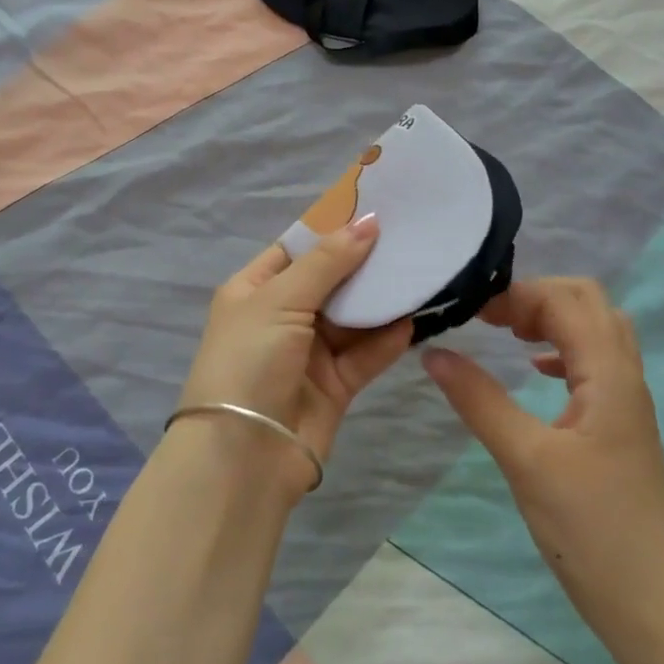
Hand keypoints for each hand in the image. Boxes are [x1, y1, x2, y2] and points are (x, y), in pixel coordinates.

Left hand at [174, 214, 411, 497]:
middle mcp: (282, 316)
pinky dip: (388, 338)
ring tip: (421, 271)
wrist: (243, 457)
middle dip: (365, 262)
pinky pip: (366, 354)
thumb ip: (328, 261)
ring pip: (353, 317)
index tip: (376, 207)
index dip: (333, 228)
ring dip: (382, 299)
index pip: (298, 247)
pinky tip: (414, 319)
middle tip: (410, 236)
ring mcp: (309, 352)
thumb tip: (369, 221)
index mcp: (255, 289)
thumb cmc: (250, 360)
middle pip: (331, 280)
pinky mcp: (335, 385)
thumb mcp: (281, 299)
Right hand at [421, 277, 663, 633]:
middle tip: (491, 319)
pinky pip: (595, 362)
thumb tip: (433, 353)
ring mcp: (627, 400)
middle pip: (587, 301)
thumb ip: (479, 400)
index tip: (471, 313)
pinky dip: (561, 350)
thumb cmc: (592, 530)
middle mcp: (624, 375)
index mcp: (608, 373)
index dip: (517, 295)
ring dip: (551, 319)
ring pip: (595, 329)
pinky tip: (535, 372)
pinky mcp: (621, 425)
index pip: (565, 300)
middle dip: (535, 297)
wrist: (657, 607)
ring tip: (507, 334)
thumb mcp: (526, 460)